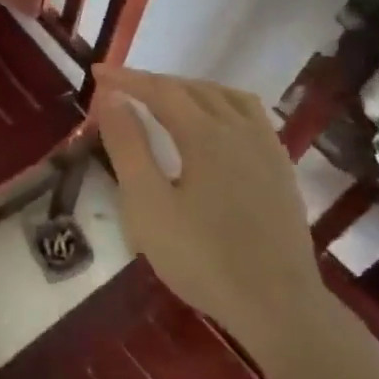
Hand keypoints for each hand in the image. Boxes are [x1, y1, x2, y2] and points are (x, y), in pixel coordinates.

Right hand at [92, 66, 326, 363]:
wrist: (276, 306)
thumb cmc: (201, 257)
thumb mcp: (147, 204)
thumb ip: (128, 146)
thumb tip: (112, 97)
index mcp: (205, 134)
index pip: (160, 90)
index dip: (126, 78)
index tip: (97, 72)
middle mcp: (240, 130)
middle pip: (194, 89)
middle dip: (155, 82)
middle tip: (122, 89)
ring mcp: (267, 149)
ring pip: (228, 98)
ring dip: (192, 89)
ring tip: (167, 98)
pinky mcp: (281, 171)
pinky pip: (251, 117)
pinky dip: (223, 106)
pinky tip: (217, 127)